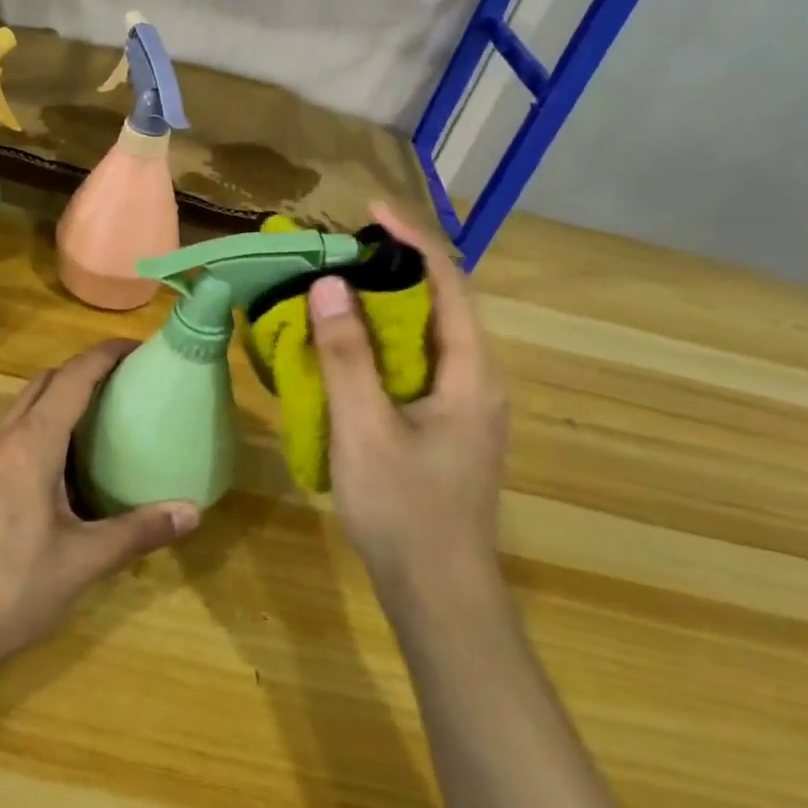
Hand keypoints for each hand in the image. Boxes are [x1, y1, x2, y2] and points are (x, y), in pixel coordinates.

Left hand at [0, 340, 200, 678]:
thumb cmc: (6, 586)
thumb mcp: (81, 563)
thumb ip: (136, 533)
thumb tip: (192, 511)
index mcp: (32, 443)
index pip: (73, 376)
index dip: (105, 354)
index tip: (137, 347)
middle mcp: (3, 438)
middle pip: (45, 381)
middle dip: (83, 370)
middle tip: (123, 383)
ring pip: (22, 405)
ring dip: (57, 396)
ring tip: (97, 418)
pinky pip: (10, 433)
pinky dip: (39, 426)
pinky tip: (57, 466)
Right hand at [309, 201, 508, 603]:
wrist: (440, 596)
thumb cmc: (404, 511)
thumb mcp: (365, 429)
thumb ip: (347, 355)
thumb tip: (329, 285)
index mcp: (471, 373)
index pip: (449, 283)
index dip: (410, 241)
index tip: (369, 212)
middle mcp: (478, 380)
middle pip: (442, 303)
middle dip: (395, 268)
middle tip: (341, 252)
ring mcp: (466, 406)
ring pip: (428, 336)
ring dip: (387, 305)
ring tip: (338, 288)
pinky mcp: (447, 426)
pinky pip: (417, 365)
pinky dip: (384, 342)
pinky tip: (348, 348)